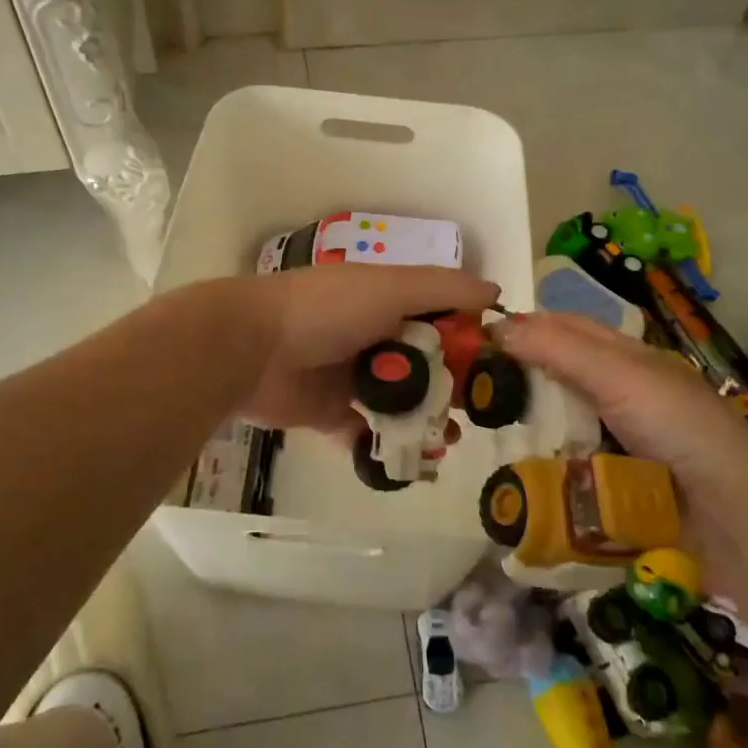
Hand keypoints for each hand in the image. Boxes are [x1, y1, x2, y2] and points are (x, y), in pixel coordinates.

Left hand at [238, 264, 498, 433]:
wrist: (250, 349)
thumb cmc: (326, 310)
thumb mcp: (391, 287)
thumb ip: (443, 288)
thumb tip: (496, 292)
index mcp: (385, 301)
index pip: (439, 316)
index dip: (468, 338)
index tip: (497, 366)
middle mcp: (371, 336)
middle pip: (423, 363)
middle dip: (452, 387)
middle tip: (475, 412)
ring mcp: (349, 376)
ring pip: (399, 401)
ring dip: (425, 420)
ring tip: (447, 440)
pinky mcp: (330, 413)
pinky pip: (366, 433)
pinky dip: (388, 446)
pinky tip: (415, 460)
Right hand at [495, 312, 747, 587]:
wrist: (736, 516)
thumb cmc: (678, 428)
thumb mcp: (619, 376)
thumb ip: (560, 350)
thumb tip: (498, 325)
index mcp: (628, 359)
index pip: (566, 328)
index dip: (525, 327)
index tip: (475, 339)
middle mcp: (624, 393)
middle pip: (560, 376)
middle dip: (519, 379)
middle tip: (470, 391)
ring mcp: (622, 441)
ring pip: (562, 422)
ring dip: (529, 426)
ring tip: (483, 432)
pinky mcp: (618, 482)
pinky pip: (571, 465)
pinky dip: (546, 464)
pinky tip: (518, 472)